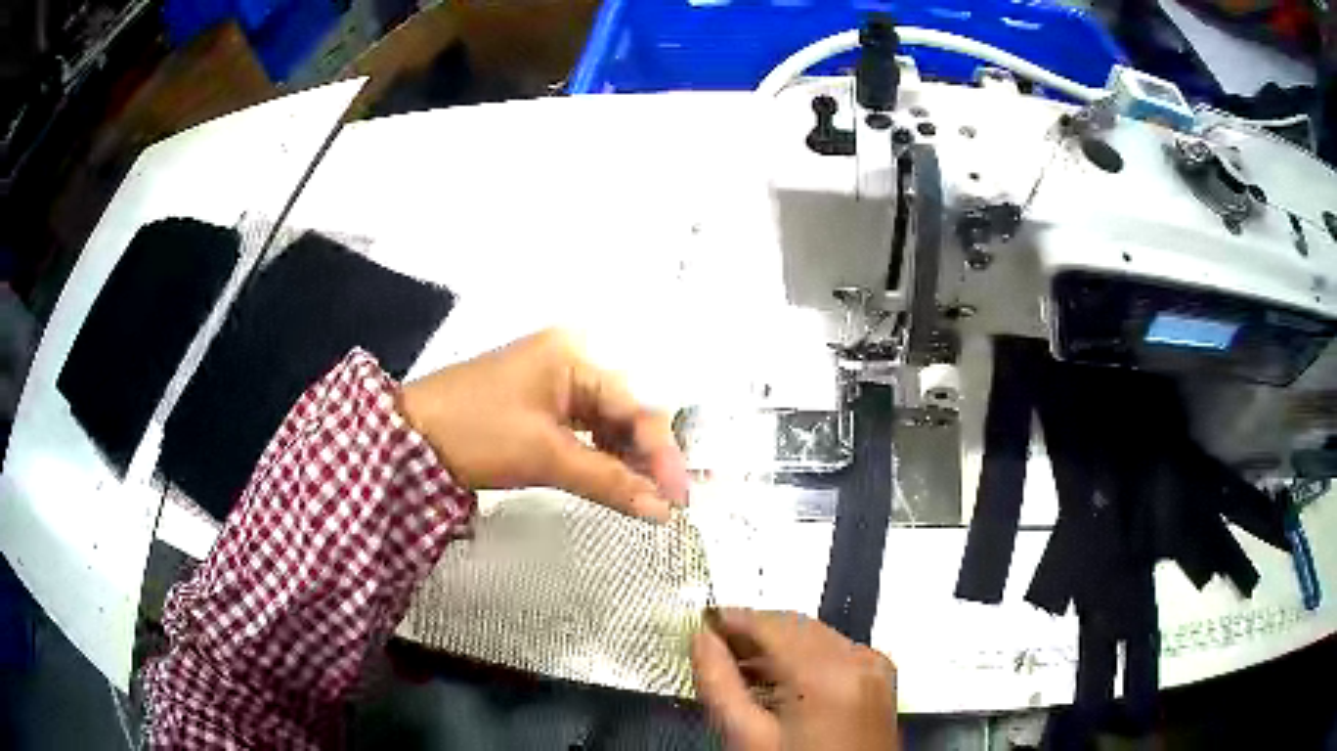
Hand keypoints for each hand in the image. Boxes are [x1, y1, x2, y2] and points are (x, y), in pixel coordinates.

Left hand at [397, 329, 687, 521]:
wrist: (407, 437)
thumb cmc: (476, 432)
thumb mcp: (545, 456)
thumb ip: (609, 481)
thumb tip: (662, 510)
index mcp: (574, 356)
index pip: (636, 406)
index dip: (661, 454)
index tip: (678, 497)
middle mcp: (569, 360)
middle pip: (624, 412)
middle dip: (645, 458)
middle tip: (665, 502)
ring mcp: (550, 381)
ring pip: (604, 423)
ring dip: (623, 460)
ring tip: (642, 496)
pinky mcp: (535, 404)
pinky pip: (581, 430)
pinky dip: (597, 457)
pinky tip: (610, 480)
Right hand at [691, 609, 898, 750]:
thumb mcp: (747, 737)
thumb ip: (718, 684)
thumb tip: (701, 641)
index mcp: (825, 672)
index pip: (770, 623)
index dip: (731, 619)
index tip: (702, 623)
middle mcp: (857, 660)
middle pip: (795, 626)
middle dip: (754, 633)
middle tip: (716, 648)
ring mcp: (874, 669)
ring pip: (816, 637)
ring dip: (777, 646)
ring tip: (740, 669)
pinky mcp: (878, 680)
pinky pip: (835, 653)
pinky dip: (804, 658)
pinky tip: (779, 682)